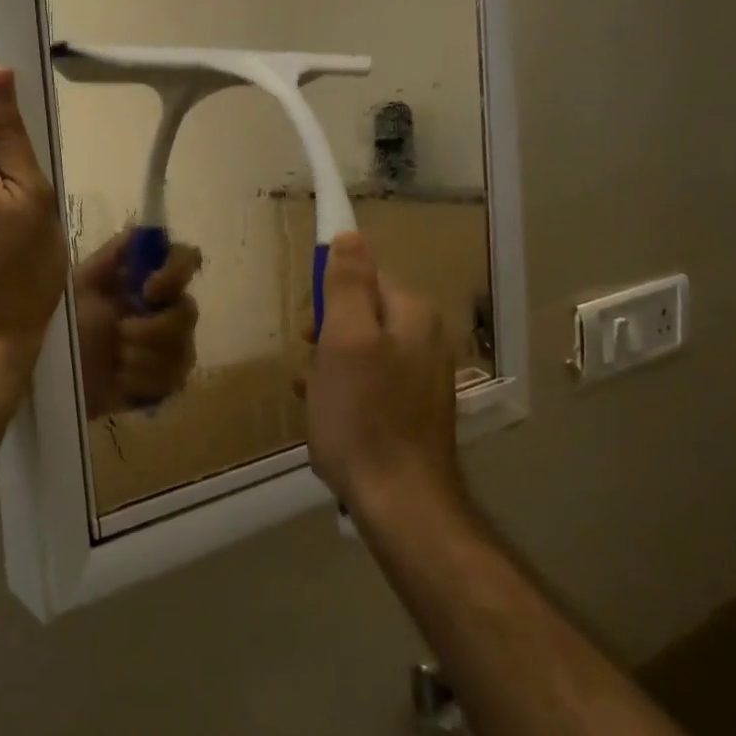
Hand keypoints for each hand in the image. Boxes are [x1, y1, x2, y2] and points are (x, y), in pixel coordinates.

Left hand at [73, 230, 203, 417]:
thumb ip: (111, 257)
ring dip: (143, 356)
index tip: (149, 290)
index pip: (186, 259)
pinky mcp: (166, 383)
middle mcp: (166, 310)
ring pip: (183, 349)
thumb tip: (139, 229)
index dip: (176, 272)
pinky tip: (121, 380)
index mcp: (146, 281)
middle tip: (121, 333)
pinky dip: (142, 380)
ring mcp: (171, 348)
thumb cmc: (64, 326)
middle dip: (153, 328)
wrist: (50, 377)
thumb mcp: (80, 285)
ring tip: (116, 359)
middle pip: (189, 311)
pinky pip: (173, 380)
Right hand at [301, 234, 465, 515]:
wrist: (399, 501)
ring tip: (316, 399)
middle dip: (326, 338)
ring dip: (328, 369)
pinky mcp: (410, 411)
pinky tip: (330, 419)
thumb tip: (349, 235)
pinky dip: (343, 395)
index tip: (311, 330)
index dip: (329, 299)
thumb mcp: (346, 341)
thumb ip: (348, 285)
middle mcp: (424, 340)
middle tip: (312, 368)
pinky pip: (367, 384)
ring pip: (358, 353)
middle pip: (359, 316)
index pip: (364, 278)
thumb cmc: (363, 415)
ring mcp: (420, 378)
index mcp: (412, 315)